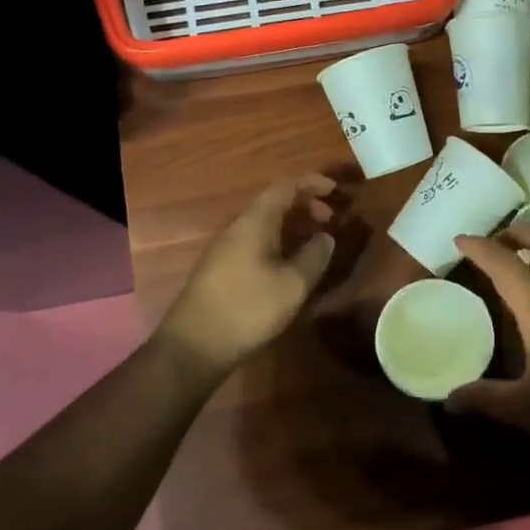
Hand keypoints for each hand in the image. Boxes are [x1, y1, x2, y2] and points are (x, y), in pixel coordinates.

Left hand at [156, 175, 339, 373]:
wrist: (194, 346)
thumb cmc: (248, 309)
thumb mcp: (292, 285)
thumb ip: (314, 256)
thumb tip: (325, 237)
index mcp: (254, 222)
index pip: (285, 187)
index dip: (311, 183)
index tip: (335, 189)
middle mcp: (237, 227)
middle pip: (274, 202)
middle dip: (305, 205)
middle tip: (331, 219)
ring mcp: (225, 247)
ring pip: (264, 222)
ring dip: (292, 224)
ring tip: (315, 240)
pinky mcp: (221, 267)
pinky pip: (255, 239)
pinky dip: (279, 240)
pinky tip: (290, 262)